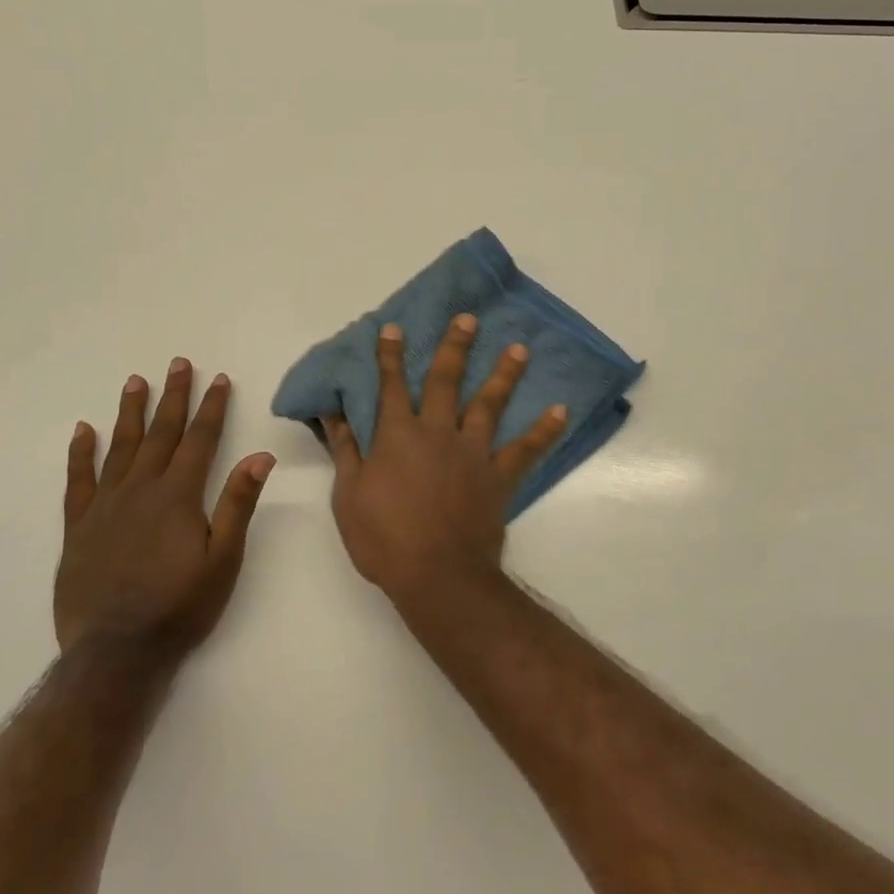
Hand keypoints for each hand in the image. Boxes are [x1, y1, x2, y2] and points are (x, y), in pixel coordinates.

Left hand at [55, 359, 274, 662]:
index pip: (200, 440)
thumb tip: (261, 455)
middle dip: (173, 397)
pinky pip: (78, 479)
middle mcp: (140, 489)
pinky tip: (83, 430)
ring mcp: (105, 505)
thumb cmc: (179, 606)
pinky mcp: (78, 526)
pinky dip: (81, 453)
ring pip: (119, 446)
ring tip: (135, 381)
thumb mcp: (223, 559)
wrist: (116, 651)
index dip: (212, 408)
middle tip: (178, 364)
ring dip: (130, 412)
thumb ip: (238, 504)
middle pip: (160, 433)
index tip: (219, 379)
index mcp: (178, 496)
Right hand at [323, 315, 565, 599]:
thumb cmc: (384, 538)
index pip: (391, 386)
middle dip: (454, 347)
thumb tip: (333, 414)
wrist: (437, 575)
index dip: (390, 356)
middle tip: (469, 319)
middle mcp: (437, 432)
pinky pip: (525, 449)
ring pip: (490, 404)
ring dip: (504, 374)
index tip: (393, 328)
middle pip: (445, 381)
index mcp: (397, 435)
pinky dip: (544, 430)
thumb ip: (346, 450)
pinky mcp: (499, 476)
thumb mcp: (349, 496)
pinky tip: (561, 410)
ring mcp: (473, 452)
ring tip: (520, 348)